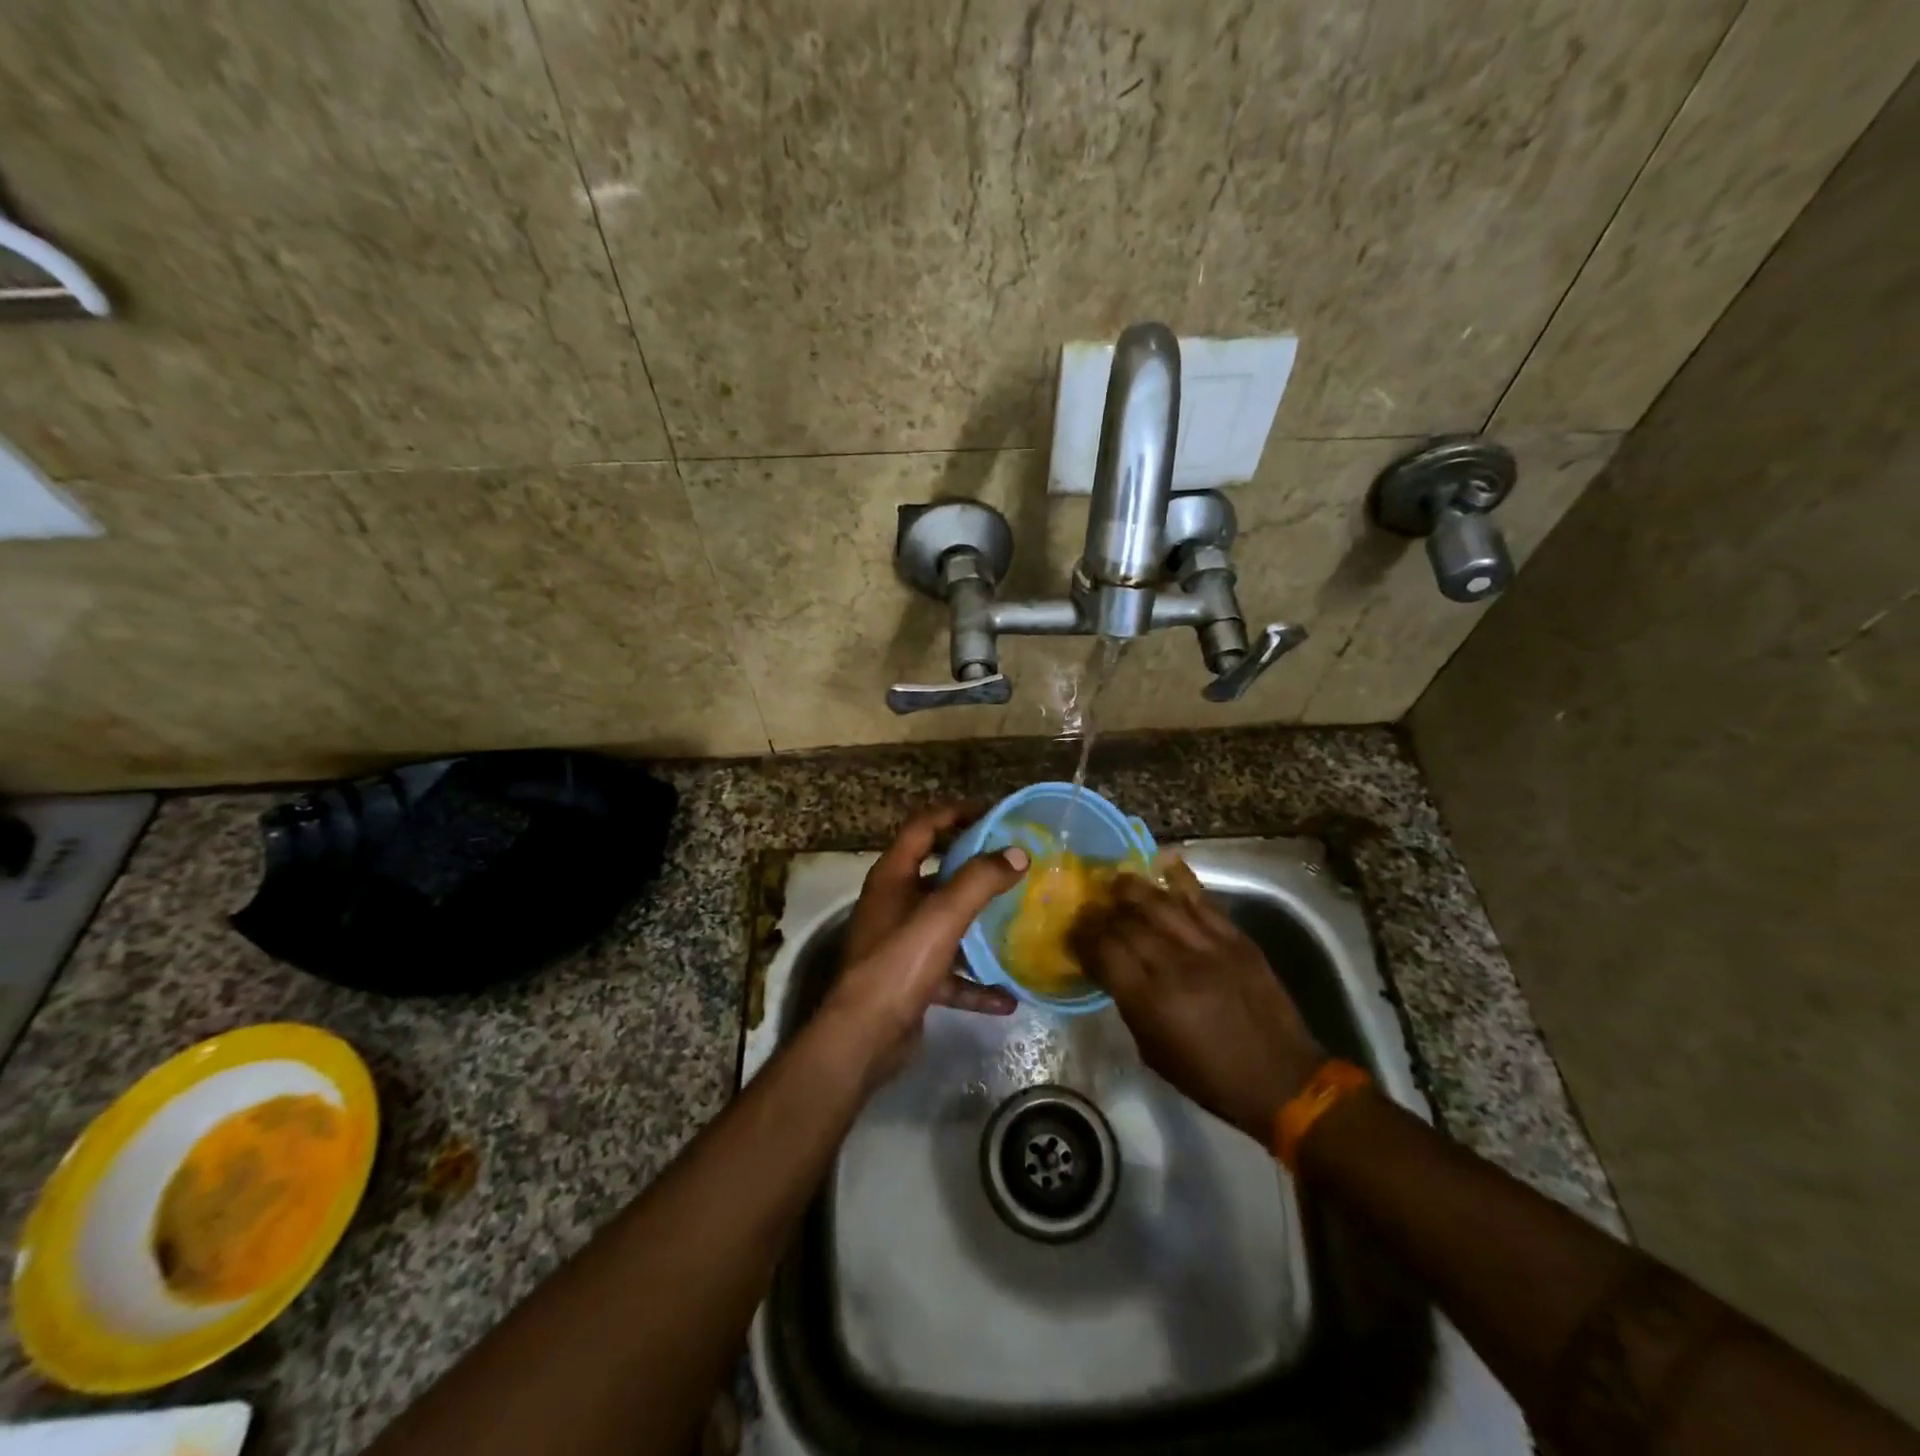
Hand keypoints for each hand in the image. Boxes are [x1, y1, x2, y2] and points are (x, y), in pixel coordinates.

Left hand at [822, 804, 1029, 1084]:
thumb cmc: (898, 964)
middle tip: (1014, 863)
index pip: (923, 827)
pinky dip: (975, 982)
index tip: (995, 814)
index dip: (956, 813)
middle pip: (937, 873)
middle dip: (974, 867)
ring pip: (946, 924)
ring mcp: (900, 943)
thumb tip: (1017, 854)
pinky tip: (1007, 996)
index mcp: (892, 877)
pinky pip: (950, 973)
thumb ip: (979, 881)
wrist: (864, 1038)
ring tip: (1018, 922)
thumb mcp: (942, 916)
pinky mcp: (910, 980)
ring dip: (979, 925)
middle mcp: (893, 904)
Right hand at [1069, 859, 1324, 1142]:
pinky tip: (1164, 862)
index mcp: (1151, 1002)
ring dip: (1131, 888)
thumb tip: (1112, 970)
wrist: (1282, 1080)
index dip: (1082, 939)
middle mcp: (1175, 967)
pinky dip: (1181, 878)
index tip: (1071, 933)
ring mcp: (1208, 948)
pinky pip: (1202, 900)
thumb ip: (1130, 1004)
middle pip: (1126, 923)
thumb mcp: (1154, 1051)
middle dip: (1100, 913)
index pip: (1104, 952)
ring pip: (1160, 903)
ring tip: (1114, 881)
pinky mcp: (1236, 939)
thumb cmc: (1210, 1078)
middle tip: (1088, 908)